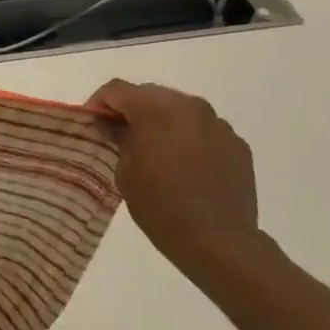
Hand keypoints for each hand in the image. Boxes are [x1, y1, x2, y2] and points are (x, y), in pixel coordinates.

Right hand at [87, 79, 283, 286]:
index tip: (92, 124)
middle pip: (150, 94)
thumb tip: (115, 127)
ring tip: (155, 151)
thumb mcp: (125, 172)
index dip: (98, 103)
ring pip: (180, 110)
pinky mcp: (237, 144)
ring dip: (162, 122)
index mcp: (156, 109)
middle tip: (119, 136)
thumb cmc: (160, 205)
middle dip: (131, 110)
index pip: (116, 89)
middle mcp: (189, 106)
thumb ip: (119, 139)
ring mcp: (217, 124)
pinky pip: (203, 130)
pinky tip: (184, 166)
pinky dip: (188, 138)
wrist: (218, 240)